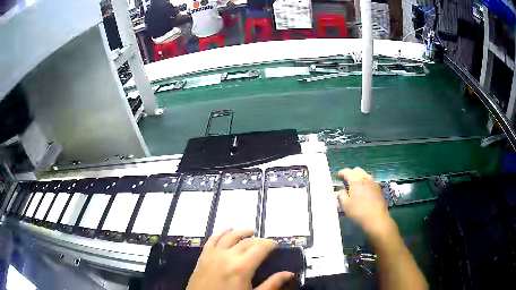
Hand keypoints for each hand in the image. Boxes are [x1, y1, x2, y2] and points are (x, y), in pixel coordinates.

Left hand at [187, 229, 293, 289]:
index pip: (259, 248)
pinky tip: (226, 230)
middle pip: (245, 242)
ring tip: (249, 231)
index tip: (275, 244)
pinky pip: (212, 240)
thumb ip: (271, 284)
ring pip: (229, 236)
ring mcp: (213, 255)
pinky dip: (220, 233)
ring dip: (240, 232)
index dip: (269, 244)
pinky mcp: (203, 257)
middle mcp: (227, 256)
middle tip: (265, 243)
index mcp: (241, 267)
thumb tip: (289, 274)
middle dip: (257, 240)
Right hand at [337, 168, 392, 237]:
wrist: (377, 220)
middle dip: (351, 173)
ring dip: (359, 177)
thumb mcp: (345, 205)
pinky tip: (363, 191)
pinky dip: (365, 182)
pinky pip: (370, 181)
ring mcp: (374, 183)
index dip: (341, 172)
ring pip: (365, 174)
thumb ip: (341, 195)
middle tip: (346, 180)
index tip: (338, 176)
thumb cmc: (358, 212)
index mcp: (356, 181)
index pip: (347, 172)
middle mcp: (366, 178)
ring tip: (355, 185)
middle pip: (357, 170)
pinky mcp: (379, 189)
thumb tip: (341, 190)